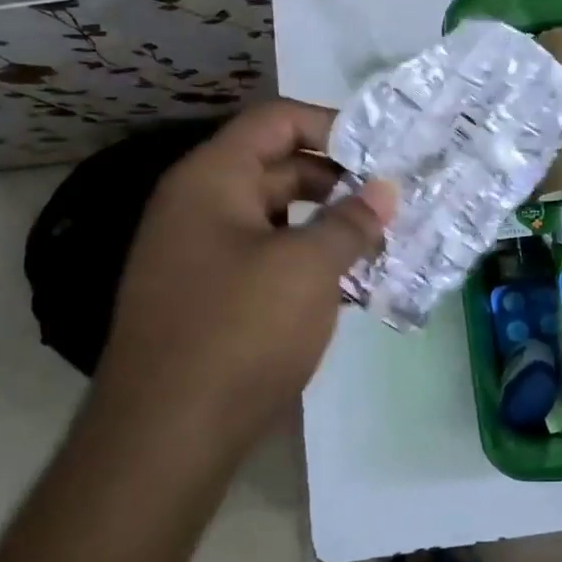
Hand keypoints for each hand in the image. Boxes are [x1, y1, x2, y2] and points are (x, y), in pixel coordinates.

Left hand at [91, 101, 394, 458]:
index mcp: (212, 180)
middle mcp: (201, 206)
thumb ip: (352, 221)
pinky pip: (271, 259)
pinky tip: (355, 285)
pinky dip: (312, 262)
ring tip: (385, 242)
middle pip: (281, 167)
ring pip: (281, 217)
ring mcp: (204, 254)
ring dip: (332, 225)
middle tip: (396, 201)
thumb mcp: (308, 267)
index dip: (333, 126)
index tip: (383, 154)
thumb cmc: (239, 332)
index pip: (277, 121)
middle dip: (341, 180)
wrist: (165, 439)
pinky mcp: (214, 298)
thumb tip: (385, 190)